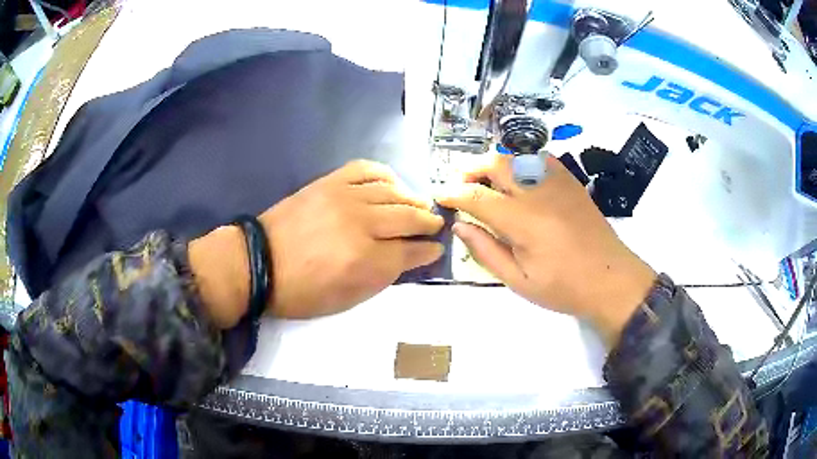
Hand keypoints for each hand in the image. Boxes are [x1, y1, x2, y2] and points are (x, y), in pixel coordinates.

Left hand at [191, 160, 444, 326]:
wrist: (259, 262)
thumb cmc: (300, 291)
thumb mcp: (344, 300)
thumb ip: (380, 279)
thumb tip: (406, 259)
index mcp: (366, 262)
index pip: (410, 252)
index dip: (427, 250)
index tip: (436, 248)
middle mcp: (362, 225)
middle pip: (408, 218)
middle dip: (427, 222)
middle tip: (435, 224)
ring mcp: (345, 198)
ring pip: (393, 192)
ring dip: (412, 199)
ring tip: (419, 205)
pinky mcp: (330, 183)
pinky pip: (366, 170)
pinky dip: (384, 174)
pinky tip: (392, 182)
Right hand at [437, 155, 655, 345]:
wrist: (611, 278)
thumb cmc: (564, 287)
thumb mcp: (519, 281)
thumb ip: (486, 251)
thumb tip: (460, 226)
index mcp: (523, 221)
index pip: (477, 196)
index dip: (453, 193)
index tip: (441, 196)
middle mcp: (538, 192)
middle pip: (495, 164)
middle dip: (470, 169)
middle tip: (460, 185)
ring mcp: (557, 183)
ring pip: (516, 157)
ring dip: (493, 164)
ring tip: (485, 182)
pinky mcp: (571, 182)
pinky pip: (539, 159)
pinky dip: (520, 163)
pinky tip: (518, 179)